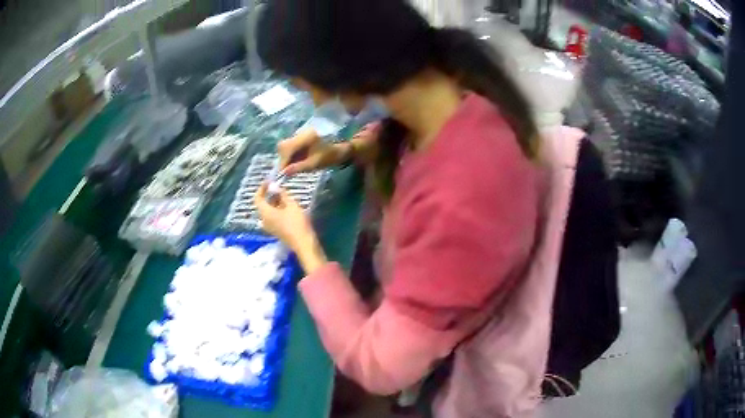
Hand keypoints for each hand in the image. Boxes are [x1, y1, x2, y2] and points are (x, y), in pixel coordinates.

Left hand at [254, 184, 327, 273]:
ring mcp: (269, 226)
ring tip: (285, 195)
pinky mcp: (275, 230)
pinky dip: (277, 209)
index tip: (269, 181)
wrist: (303, 242)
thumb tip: (274, 185)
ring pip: (268, 211)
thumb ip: (281, 194)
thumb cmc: (296, 222)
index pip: (257, 198)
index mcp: (265, 212)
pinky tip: (287, 206)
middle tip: (279, 187)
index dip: (262, 188)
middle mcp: (264, 219)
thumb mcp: (291, 204)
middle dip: (269, 195)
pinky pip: (272, 217)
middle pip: (263, 204)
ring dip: (274, 202)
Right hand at [278, 129, 347, 174]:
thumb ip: (299, 167)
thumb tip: (284, 172)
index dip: (282, 161)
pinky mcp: (301, 136)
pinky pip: (291, 145)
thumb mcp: (315, 164)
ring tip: (292, 167)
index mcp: (305, 137)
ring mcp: (301, 133)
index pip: (287, 148)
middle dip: (283, 159)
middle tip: (286, 171)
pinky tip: (296, 161)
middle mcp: (301, 132)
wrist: (340, 148)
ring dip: (286, 157)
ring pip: (286, 145)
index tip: (281, 173)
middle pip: (283, 145)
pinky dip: (291, 154)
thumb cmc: (330, 156)